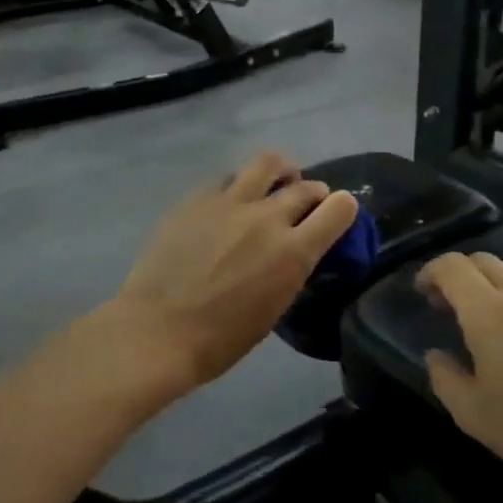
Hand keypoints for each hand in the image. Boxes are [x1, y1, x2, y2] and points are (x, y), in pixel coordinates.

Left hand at [111, 151, 360, 391]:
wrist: (158, 331)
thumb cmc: (220, 339)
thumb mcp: (273, 308)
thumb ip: (289, 269)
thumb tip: (293, 251)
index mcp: (293, 253)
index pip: (339, 209)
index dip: (344, 208)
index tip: (337, 214)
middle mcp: (267, 218)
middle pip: (305, 186)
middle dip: (314, 193)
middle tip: (306, 204)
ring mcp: (229, 203)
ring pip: (267, 162)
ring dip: (280, 172)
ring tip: (274, 183)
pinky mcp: (196, 199)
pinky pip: (227, 179)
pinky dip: (238, 186)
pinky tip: (230, 203)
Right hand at [418, 253, 502, 489]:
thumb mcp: (474, 414)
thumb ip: (445, 379)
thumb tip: (436, 356)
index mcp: (488, 313)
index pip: (453, 267)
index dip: (430, 272)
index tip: (420, 293)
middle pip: (482, 260)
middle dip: (456, 273)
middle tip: (444, 304)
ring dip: (486, 280)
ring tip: (477, 313)